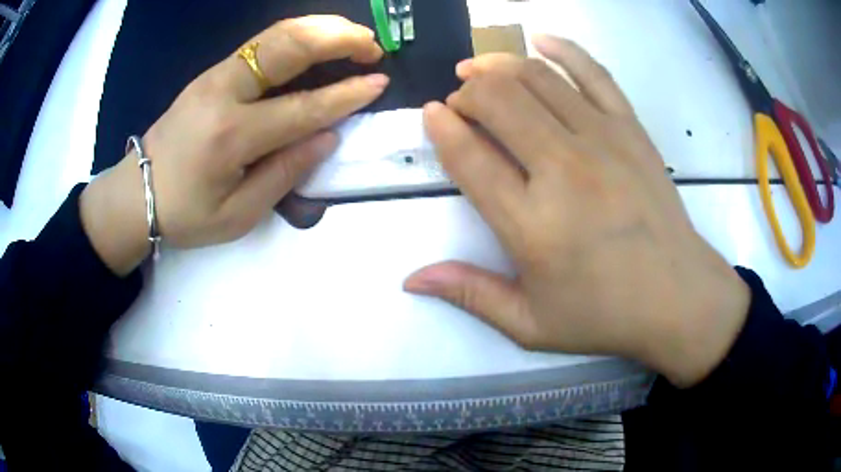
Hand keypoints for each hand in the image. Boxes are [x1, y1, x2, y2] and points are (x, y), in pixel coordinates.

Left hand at [80, 16, 388, 274]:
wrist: (136, 193)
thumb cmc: (185, 213)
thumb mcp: (237, 214)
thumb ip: (284, 174)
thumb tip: (328, 137)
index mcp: (230, 136)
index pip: (302, 107)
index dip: (346, 95)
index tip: (380, 83)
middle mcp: (224, 93)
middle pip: (289, 47)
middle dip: (339, 38)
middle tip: (372, 46)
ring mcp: (215, 75)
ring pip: (276, 34)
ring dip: (321, 27)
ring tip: (354, 35)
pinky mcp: (212, 72)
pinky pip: (262, 42)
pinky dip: (298, 33)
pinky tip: (318, 37)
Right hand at [405, 35, 749, 387]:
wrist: (678, 298)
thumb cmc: (605, 315)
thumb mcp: (530, 324)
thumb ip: (470, 295)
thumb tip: (412, 279)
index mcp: (532, 225)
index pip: (470, 157)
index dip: (441, 127)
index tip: (431, 113)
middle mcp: (564, 170)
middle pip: (499, 102)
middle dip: (467, 92)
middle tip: (460, 102)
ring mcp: (603, 141)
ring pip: (537, 78)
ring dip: (499, 66)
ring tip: (481, 70)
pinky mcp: (632, 130)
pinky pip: (594, 73)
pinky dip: (564, 49)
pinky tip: (540, 40)